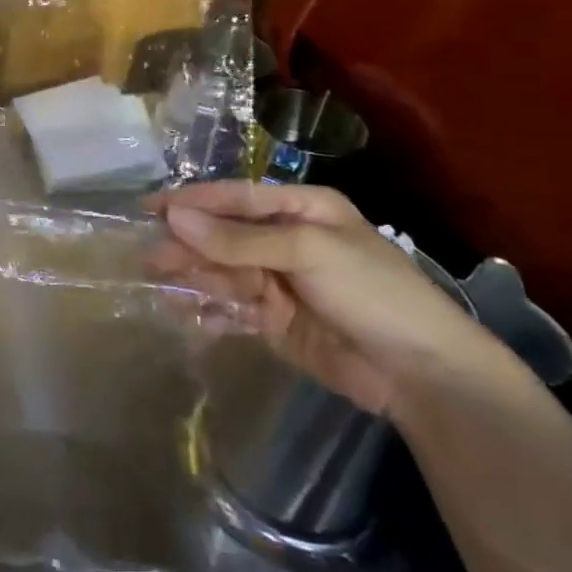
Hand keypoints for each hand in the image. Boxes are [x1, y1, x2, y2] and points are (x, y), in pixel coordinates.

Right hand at [146, 181, 516, 416]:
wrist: (422, 374)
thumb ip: (236, 239)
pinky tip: (187, 314)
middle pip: (223, 236)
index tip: (148, 207)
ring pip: (222, 272)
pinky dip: (209, 310)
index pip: (234, 198)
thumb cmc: (371, 292)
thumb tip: (173, 217)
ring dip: (193, 278)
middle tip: (149, 257)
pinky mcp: (274, 320)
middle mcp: (285, 239)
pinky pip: (231, 307)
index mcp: (301, 209)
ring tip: (160, 285)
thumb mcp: (305, 252)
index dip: (191, 201)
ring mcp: (279, 281)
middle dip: (188, 245)